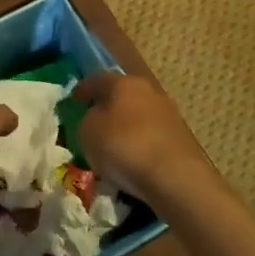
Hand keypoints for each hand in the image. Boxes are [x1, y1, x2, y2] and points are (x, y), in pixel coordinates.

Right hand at [73, 72, 212, 201]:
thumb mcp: (88, 132)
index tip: (73, 100)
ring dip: (126, 125)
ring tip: (113, 145)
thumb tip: (96, 117)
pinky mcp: (181, 137)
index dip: (83, 89)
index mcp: (123, 82)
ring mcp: (168, 113)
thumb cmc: (123, 146)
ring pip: (139, 114)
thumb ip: (87, 119)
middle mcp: (148, 91)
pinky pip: (151, 135)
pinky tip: (133, 159)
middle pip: (122, 94)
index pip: (97, 79)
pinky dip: (140, 143)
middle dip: (108, 106)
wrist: (174, 176)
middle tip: (93, 122)